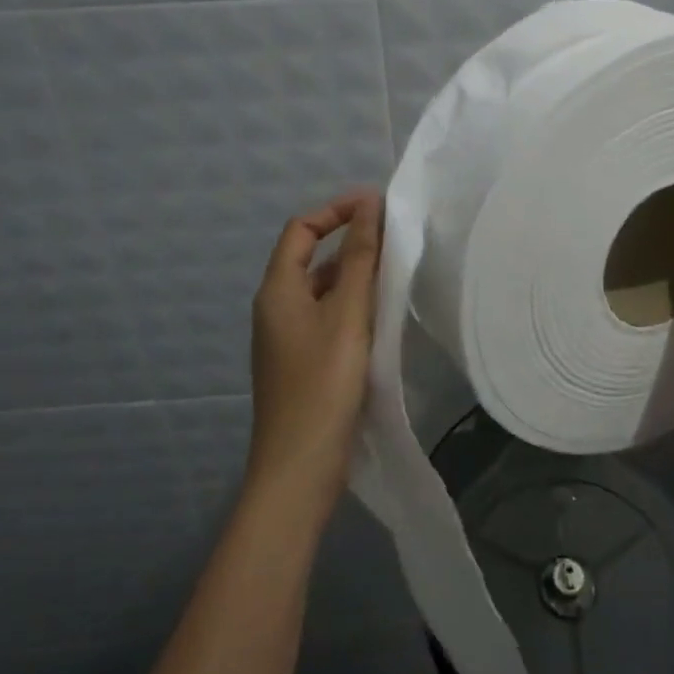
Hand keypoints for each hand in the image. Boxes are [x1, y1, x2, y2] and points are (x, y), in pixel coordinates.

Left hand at [247, 190, 382, 517]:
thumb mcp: (347, 315)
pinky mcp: (302, 363)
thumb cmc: (322, 385)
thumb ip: (359, 258)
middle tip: (396, 240)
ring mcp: (287, 338)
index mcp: (277, 290)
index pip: (301, 229)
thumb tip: (368, 204)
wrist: (298, 469)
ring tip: (396, 274)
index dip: (336, 210)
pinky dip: (353, 306)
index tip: (377, 207)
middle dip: (351, 242)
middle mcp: (276, 308)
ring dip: (355, 275)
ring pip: (323, 290)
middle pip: (311, 258)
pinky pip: (327, 318)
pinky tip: (382, 317)